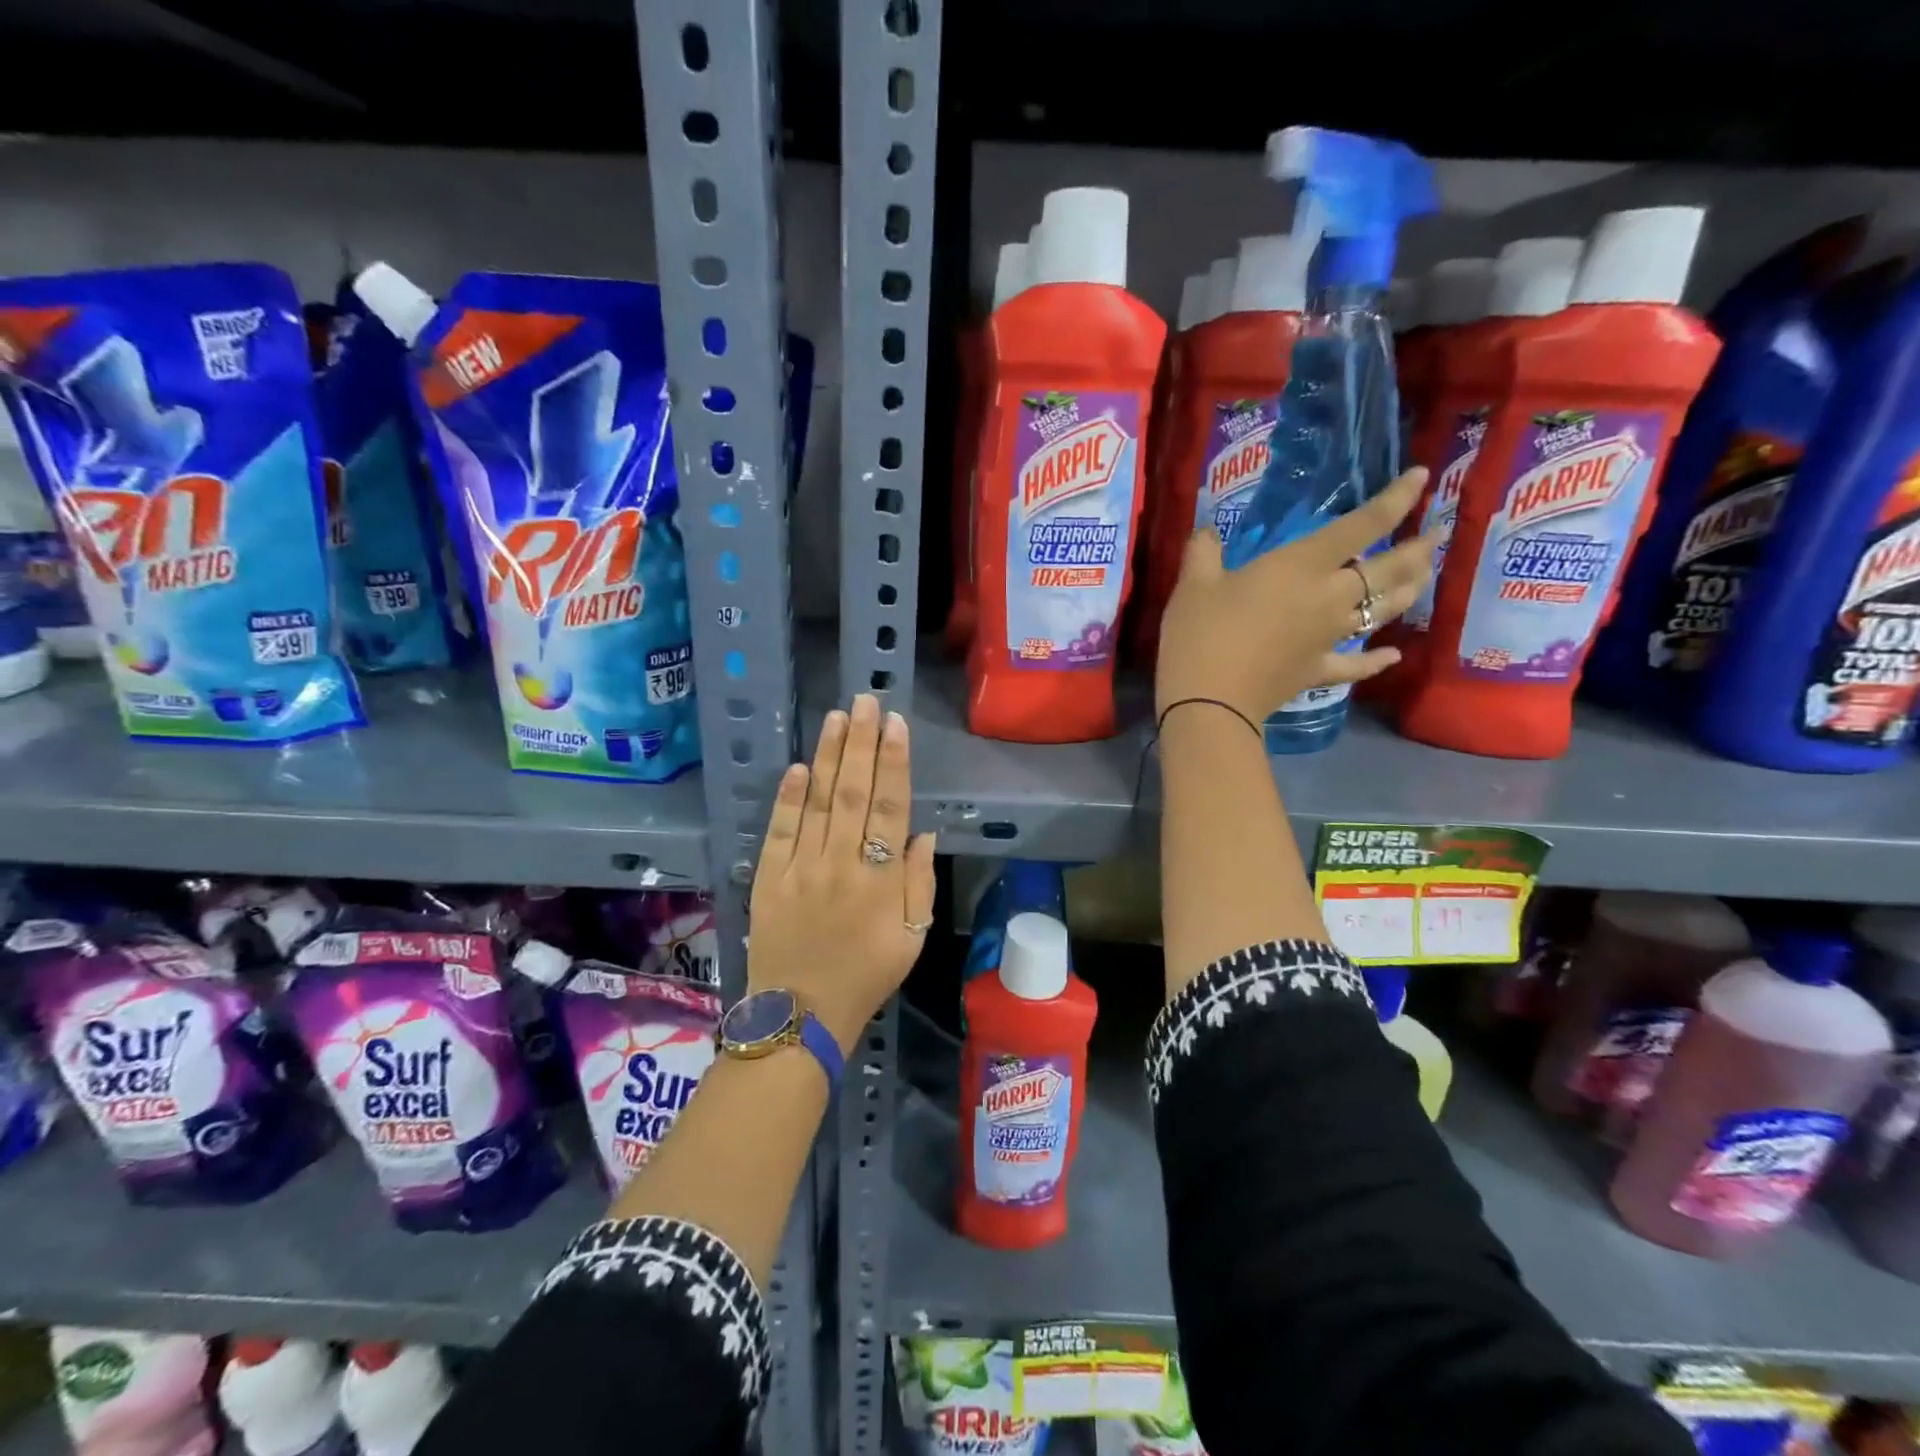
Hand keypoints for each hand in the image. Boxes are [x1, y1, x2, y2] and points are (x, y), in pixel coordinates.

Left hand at [749, 692, 936, 1053]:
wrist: (801, 1015)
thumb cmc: (866, 976)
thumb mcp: (911, 938)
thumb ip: (919, 883)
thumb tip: (924, 833)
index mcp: (881, 879)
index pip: (892, 807)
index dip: (895, 763)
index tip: (896, 725)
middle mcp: (842, 863)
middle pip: (855, 793)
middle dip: (862, 743)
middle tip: (865, 701)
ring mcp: (801, 868)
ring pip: (819, 802)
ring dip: (830, 757)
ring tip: (837, 717)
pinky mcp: (769, 879)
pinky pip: (780, 831)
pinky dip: (789, 797)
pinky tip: (799, 766)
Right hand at [1154, 467, 1438, 721]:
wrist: (1209, 702)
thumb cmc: (1201, 633)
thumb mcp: (1192, 584)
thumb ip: (1203, 552)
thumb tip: (1207, 533)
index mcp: (1302, 565)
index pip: (1362, 525)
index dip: (1396, 499)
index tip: (1422, 477)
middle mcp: (1329, 597)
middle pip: (1386, 571)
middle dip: (1417, 551)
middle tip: (1436, 536)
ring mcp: (1328, 638)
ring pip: (1381, 612)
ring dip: (1406, 593)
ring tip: (1422, 579)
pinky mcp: (1316, 671)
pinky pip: (1356, 664)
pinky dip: (1375, 660)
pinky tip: (1392, 655)